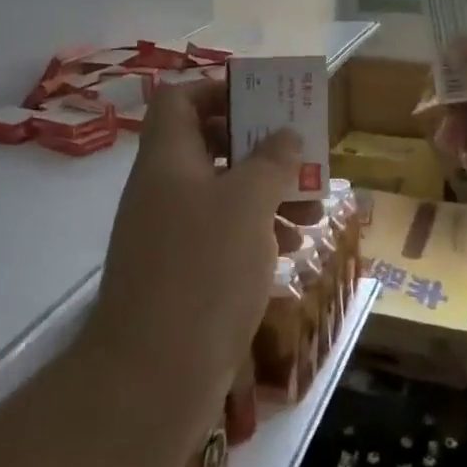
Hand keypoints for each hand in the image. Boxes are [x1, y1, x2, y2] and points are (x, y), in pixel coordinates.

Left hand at [86, 82, 299, 436]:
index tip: (263, 105)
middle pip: (209, 146)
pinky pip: (220, 236)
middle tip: (300, 159)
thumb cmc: (204, 269)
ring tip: (313, 214)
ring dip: (267, 196)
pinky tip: (289, 250)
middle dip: (260, 150)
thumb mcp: (248, 203)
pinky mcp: (180, 275)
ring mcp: (168, 234)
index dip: (218, 91)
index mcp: (167, 159)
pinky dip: (255, 234)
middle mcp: (162, 189)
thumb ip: (271, 161)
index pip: (179, 99)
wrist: (153, 375)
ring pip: (221, 194)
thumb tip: (284, 135)